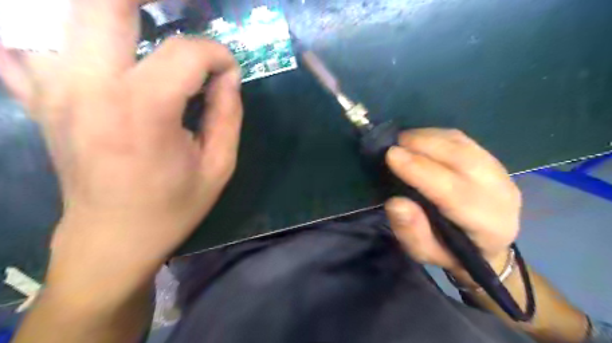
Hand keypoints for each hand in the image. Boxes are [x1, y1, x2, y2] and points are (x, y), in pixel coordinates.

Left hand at [0, 0, 241, 296]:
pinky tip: (88, 44)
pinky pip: (22, 42)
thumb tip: (227, 77)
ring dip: (106, 11)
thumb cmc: (174, 206)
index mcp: (144, 112)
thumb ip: (229, 115)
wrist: (113, 238)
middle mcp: (90, 88)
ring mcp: (54, 89)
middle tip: (181, 9)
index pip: (186, 53)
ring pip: (58, 13)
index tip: (229, 72)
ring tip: (141, 18)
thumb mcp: (219, 166)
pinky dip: (50, 29)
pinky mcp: (40, 98)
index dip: (217, 55)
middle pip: (105, 3)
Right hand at [384, 128, 517, 282]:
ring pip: (463, 145)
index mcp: (488, 226)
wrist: (486, 246)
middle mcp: (501, 195)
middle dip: (423, 146)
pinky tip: (418, 139)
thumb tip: (396, 202)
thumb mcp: (424, 253)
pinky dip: (437, 135)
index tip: (391, 155)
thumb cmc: (450, 252)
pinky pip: (463, 140)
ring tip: (402, 140)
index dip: (421, 171)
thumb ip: (411, 232)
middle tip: (392, 144)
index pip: (454, 193)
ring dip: (428, 137)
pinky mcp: (492, 160)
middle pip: (462, 160)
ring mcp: (500, 173)